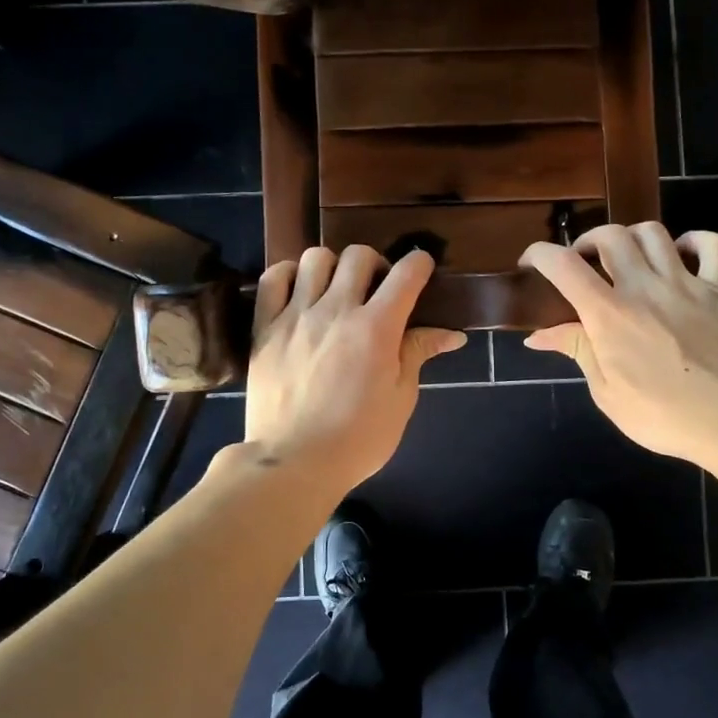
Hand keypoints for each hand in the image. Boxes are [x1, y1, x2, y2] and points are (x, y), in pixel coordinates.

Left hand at [244, 245, 465, 492]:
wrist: (294, 462)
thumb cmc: (358, 438)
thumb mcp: (400, 399)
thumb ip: (418, 354)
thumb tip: (452, 334)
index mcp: (377, 328)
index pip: (406, 273)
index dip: (419, 263)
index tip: (421, 269)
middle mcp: (337, 310)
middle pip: (359, 255)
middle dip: (377, 264)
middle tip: (376, 291)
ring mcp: (297, 315)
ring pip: (316, 257)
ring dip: (334, 266)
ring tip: (336, 291)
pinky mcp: (266, 327)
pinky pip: (274, 278)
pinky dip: (290, 274)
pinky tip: (300, 292)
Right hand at [520, 224, 717, 465]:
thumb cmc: (663, 416)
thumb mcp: (607, 392)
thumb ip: (577, 351)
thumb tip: (537, 336)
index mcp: (609, 314)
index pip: (563, 264)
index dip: (539, 254)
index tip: (529, 264)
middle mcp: (644, 286)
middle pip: (609, 235)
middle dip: (586, 242)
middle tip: (583, 264)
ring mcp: (686, 283)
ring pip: (653, 232)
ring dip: (630, 237)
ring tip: (626, 258)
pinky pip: (711, 244)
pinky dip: (693, 240)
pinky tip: (680, 255)